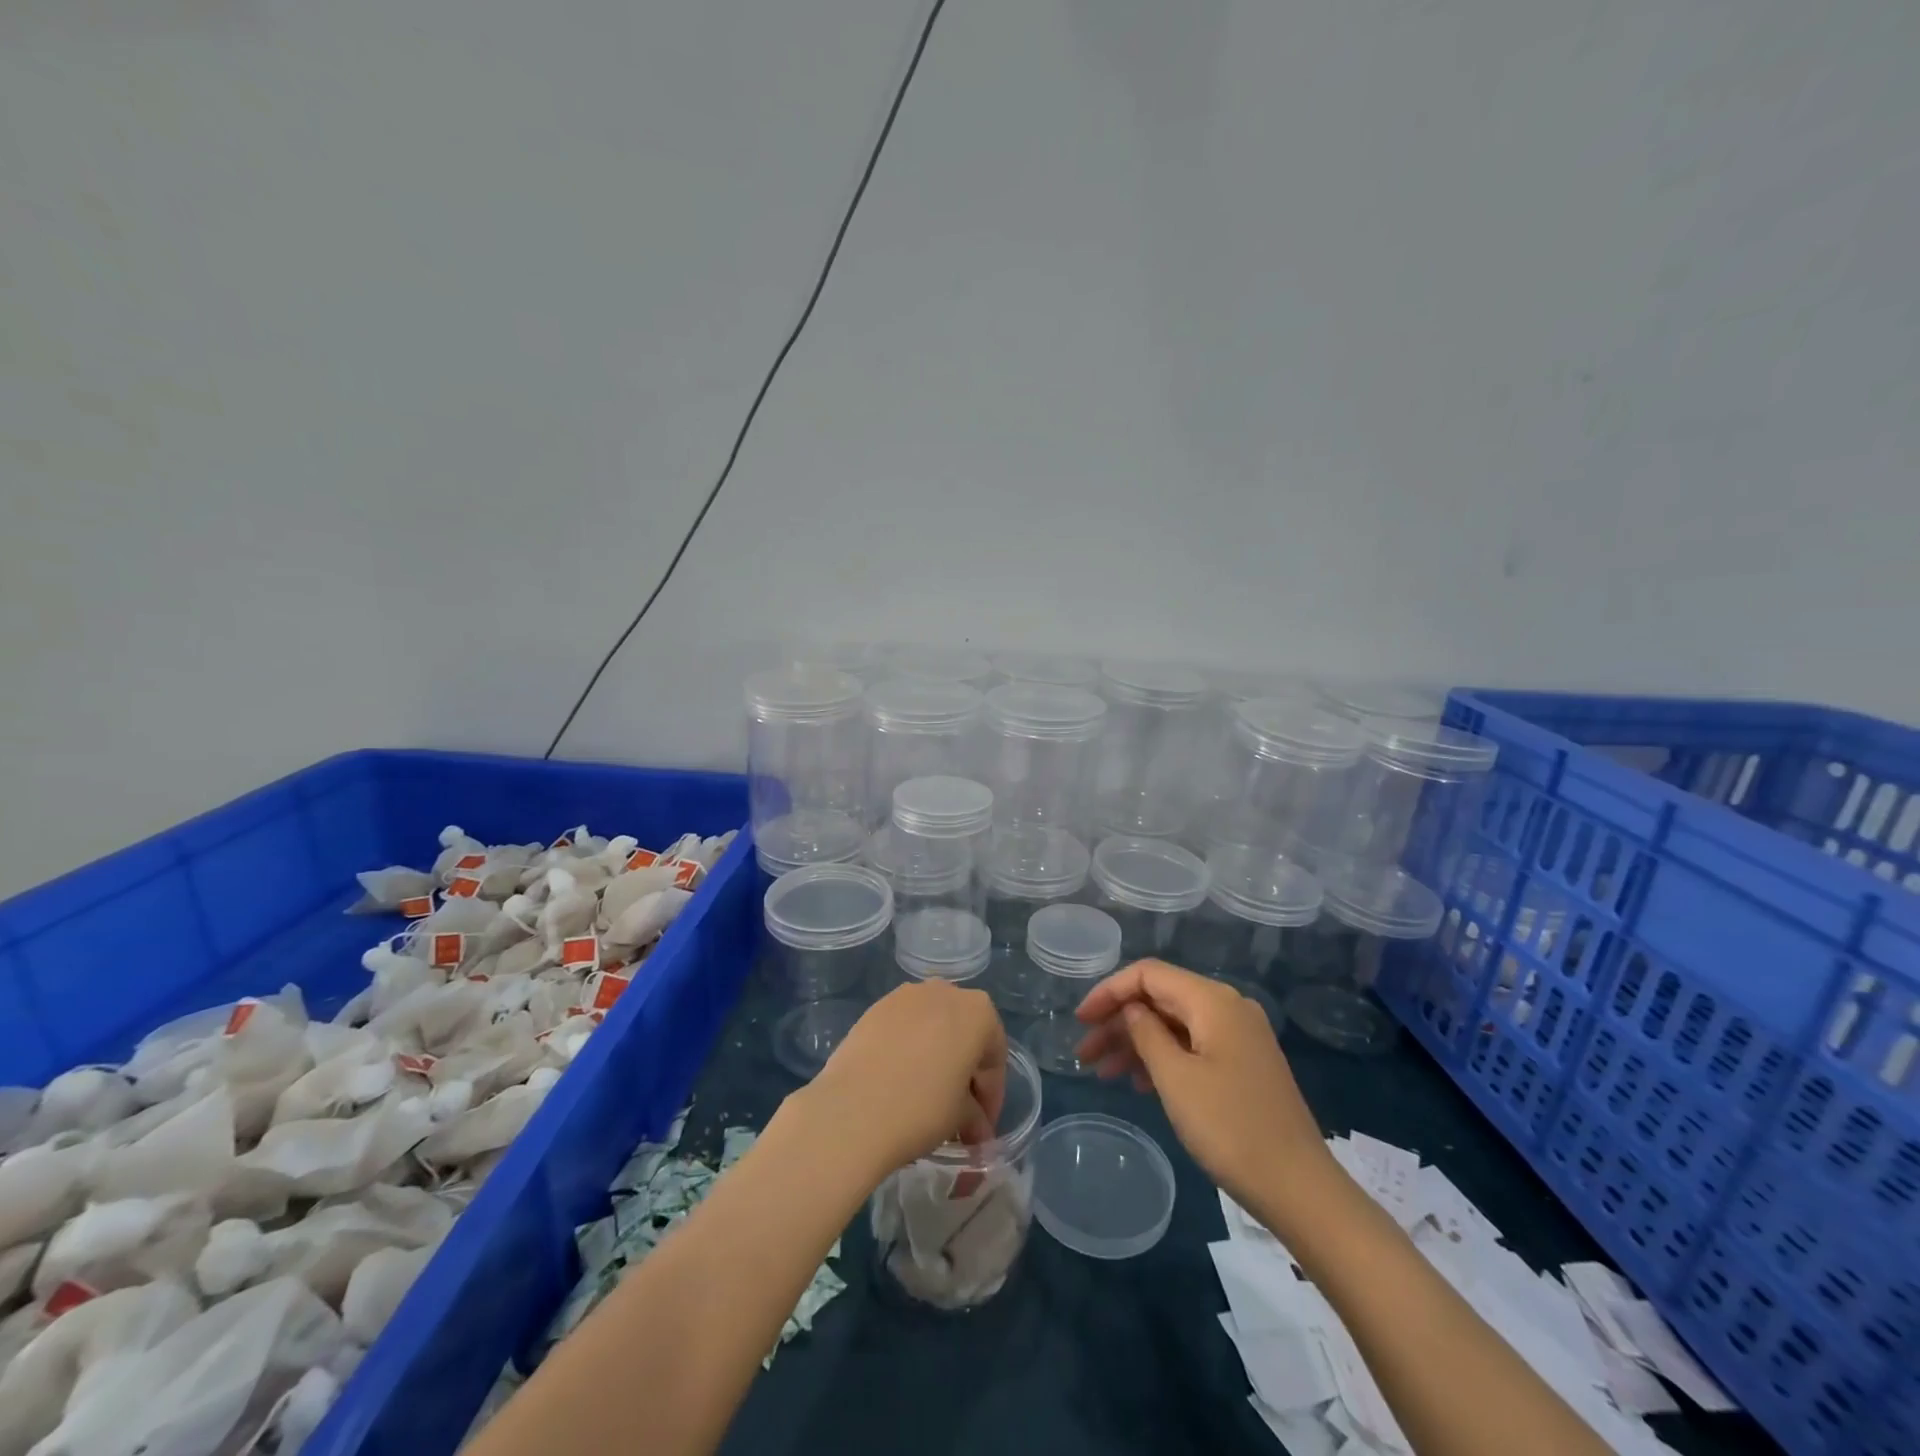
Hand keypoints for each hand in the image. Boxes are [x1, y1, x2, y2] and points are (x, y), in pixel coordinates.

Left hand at [804, 981, 1007, 1178]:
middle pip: (964, 1035)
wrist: (852, 1109)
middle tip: (959, 1114)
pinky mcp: (875, 1007)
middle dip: (965, 1074)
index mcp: (978, 1011)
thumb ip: (975, 1116)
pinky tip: (899, 1081)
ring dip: (937, 1058)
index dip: (992, 1096)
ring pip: (933, 1027)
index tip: (982, 1128)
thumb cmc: (921, 1108)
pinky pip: (904, 1028)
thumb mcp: (960, 1117)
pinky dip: (909, 1050)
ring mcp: (906, 995)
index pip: (994, 1057)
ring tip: (927, 1098)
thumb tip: (978, 1132)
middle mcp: (945, 991)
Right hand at [1075, 960, 1332, 1214]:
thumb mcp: (1175, 1078)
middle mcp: (1228, 1007)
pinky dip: (1163, 1057)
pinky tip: (1140, 1083)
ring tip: (1105, 1073)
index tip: (1080, 1020)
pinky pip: (1193, 1045)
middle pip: (1161, 998)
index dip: (1109, 991)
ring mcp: (1240, 1036)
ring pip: (1175, 1024)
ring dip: (1137, 1042)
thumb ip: (1146, 1033)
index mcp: (1213, 1000)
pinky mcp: (1244, 1063)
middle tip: (1085, 1054)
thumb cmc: (1230, 1128)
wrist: (1300, 1188)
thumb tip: (1131, 1009)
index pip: (1148, 974)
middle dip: (1119, 1021)